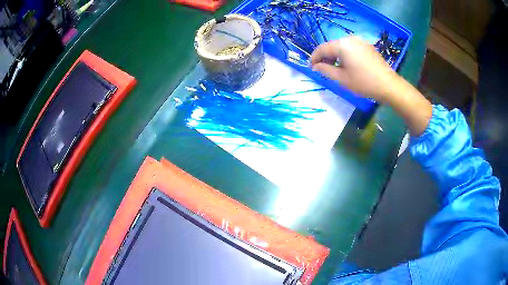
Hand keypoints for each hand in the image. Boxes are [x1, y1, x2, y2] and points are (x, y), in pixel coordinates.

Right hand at [310, 36, 399, 102]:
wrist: (388, 85)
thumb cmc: (364, 83)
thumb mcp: (342, 78)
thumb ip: (325, 70)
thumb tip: (315, 66)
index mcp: (342, 45)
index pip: (322, 48)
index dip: (314, 58)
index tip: (311, 67)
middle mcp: (350, 38)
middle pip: (332, 46)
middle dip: (325, 57)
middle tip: (323, 70)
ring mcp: (360, 41)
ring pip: (342, 47)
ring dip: (335, 56)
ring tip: (336, 69)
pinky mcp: (367, 46)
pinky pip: (351, 48)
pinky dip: (345, 55)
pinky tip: (348, 65)